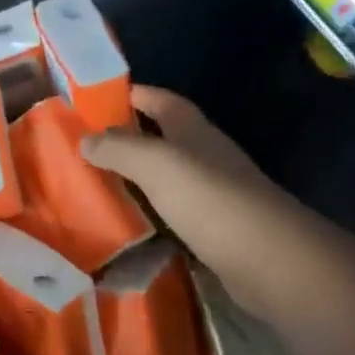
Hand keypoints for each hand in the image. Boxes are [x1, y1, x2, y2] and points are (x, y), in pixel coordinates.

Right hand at [82, 86, 312, 318]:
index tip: (96, 98)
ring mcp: (214, 195)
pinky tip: (129, 227)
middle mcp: (206, 157)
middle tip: (86, 147)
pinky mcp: (215, 231)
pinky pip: (173, 215)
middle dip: (129, 138)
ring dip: (138, 179)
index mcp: (194, 131)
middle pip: (164, 139)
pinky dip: (151, 216)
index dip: (133, 94)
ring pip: (168, 178)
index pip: (161, 101)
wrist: (269, 260)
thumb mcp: (156, 163)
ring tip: (98, 187)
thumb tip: (84, 138)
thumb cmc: (210, 199)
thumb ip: (119, 148)